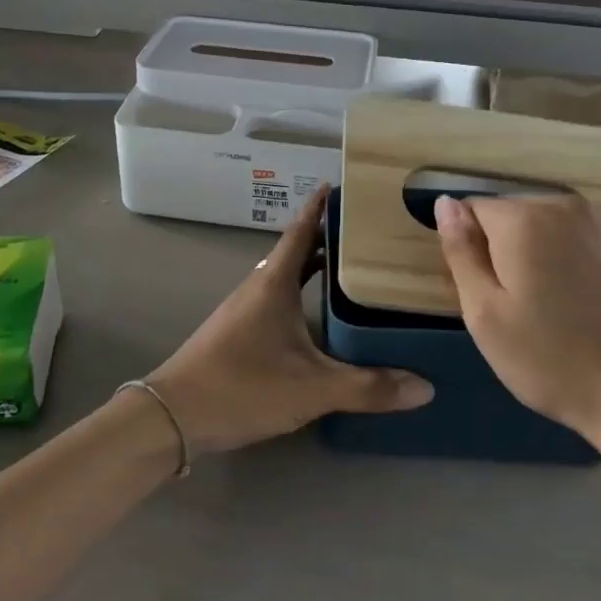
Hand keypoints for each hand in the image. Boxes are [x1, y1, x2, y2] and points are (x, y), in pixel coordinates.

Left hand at [137, 188, 431, 455]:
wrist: (174, 415)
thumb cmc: (242, 386)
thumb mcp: (312, 388)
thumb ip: (368, 387)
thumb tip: (426, 386)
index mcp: (274, 282)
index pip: (302, 230)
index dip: (321, 206)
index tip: (344, 184)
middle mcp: (259, 287)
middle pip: (298, 251)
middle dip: (330, 238)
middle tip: (370, 233)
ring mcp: (246, 310)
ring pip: (287, 277)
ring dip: (316, 268)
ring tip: (355, 270)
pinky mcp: (239, 332)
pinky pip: (279, 300)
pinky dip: (302, 295)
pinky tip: (320, 319)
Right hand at [434, 194, 600, 471]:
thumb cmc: (548, 360)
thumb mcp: (484, 314)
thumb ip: (461, 251)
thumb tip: (446, 203)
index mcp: (524, 220)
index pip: (474, 210)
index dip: (471, 247)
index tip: (488, 289)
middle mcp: (569, 204)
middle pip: (517, 213)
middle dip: (510, 246)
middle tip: (523, 302)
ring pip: (556, 221)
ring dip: (548, 246)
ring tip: (561, 300)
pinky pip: (592, 231)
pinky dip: (584, 251)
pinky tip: (594, 292)